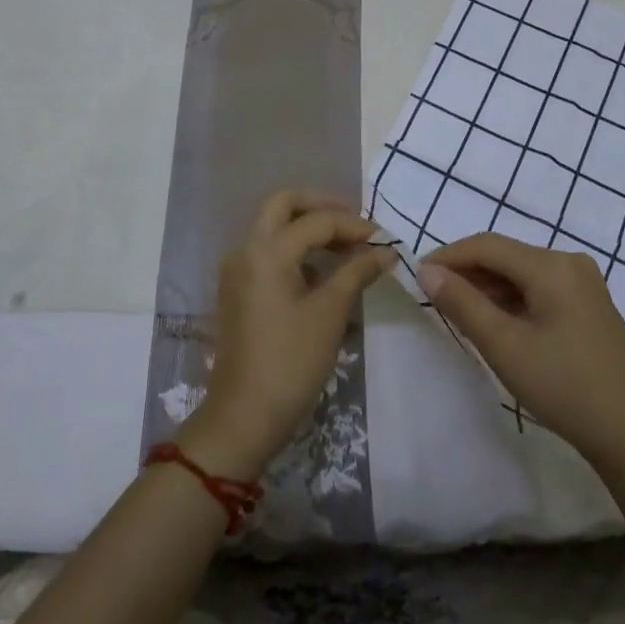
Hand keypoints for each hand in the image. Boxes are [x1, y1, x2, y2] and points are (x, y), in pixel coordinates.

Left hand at [178, 190, 391, 483]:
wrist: (243, 418)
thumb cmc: (291, 361)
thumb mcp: (330, 313)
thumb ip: (358, 272)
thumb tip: (386, 251)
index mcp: (267, 251)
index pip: (316, 221)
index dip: (354, 226)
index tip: (383, 238)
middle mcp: (246, 250)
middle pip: (284, 205)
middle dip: (322, 207)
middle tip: (355, 223)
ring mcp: (238, 270)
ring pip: (275, 228)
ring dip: (309, 228)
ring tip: (348, 248)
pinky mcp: (239, 291)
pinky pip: (269, 253)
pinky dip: (297, 251)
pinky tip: (325, 273)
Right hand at [417, 234, 624, 474]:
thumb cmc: (564, 386)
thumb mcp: (505, 346)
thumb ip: (463, 304)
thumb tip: (427, 271)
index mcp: (552, 265)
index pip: (487, 245)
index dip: (449, 256)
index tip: (417, 275)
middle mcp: (569, 262)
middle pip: (506, 256)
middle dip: (467, 272)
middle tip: (433, 296)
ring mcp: (583, 283)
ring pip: (522, 273)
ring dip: (488, 287)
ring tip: (456, 310)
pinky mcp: (588, 305)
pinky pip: (539, 288)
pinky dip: (512, 299)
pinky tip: (494, 321)